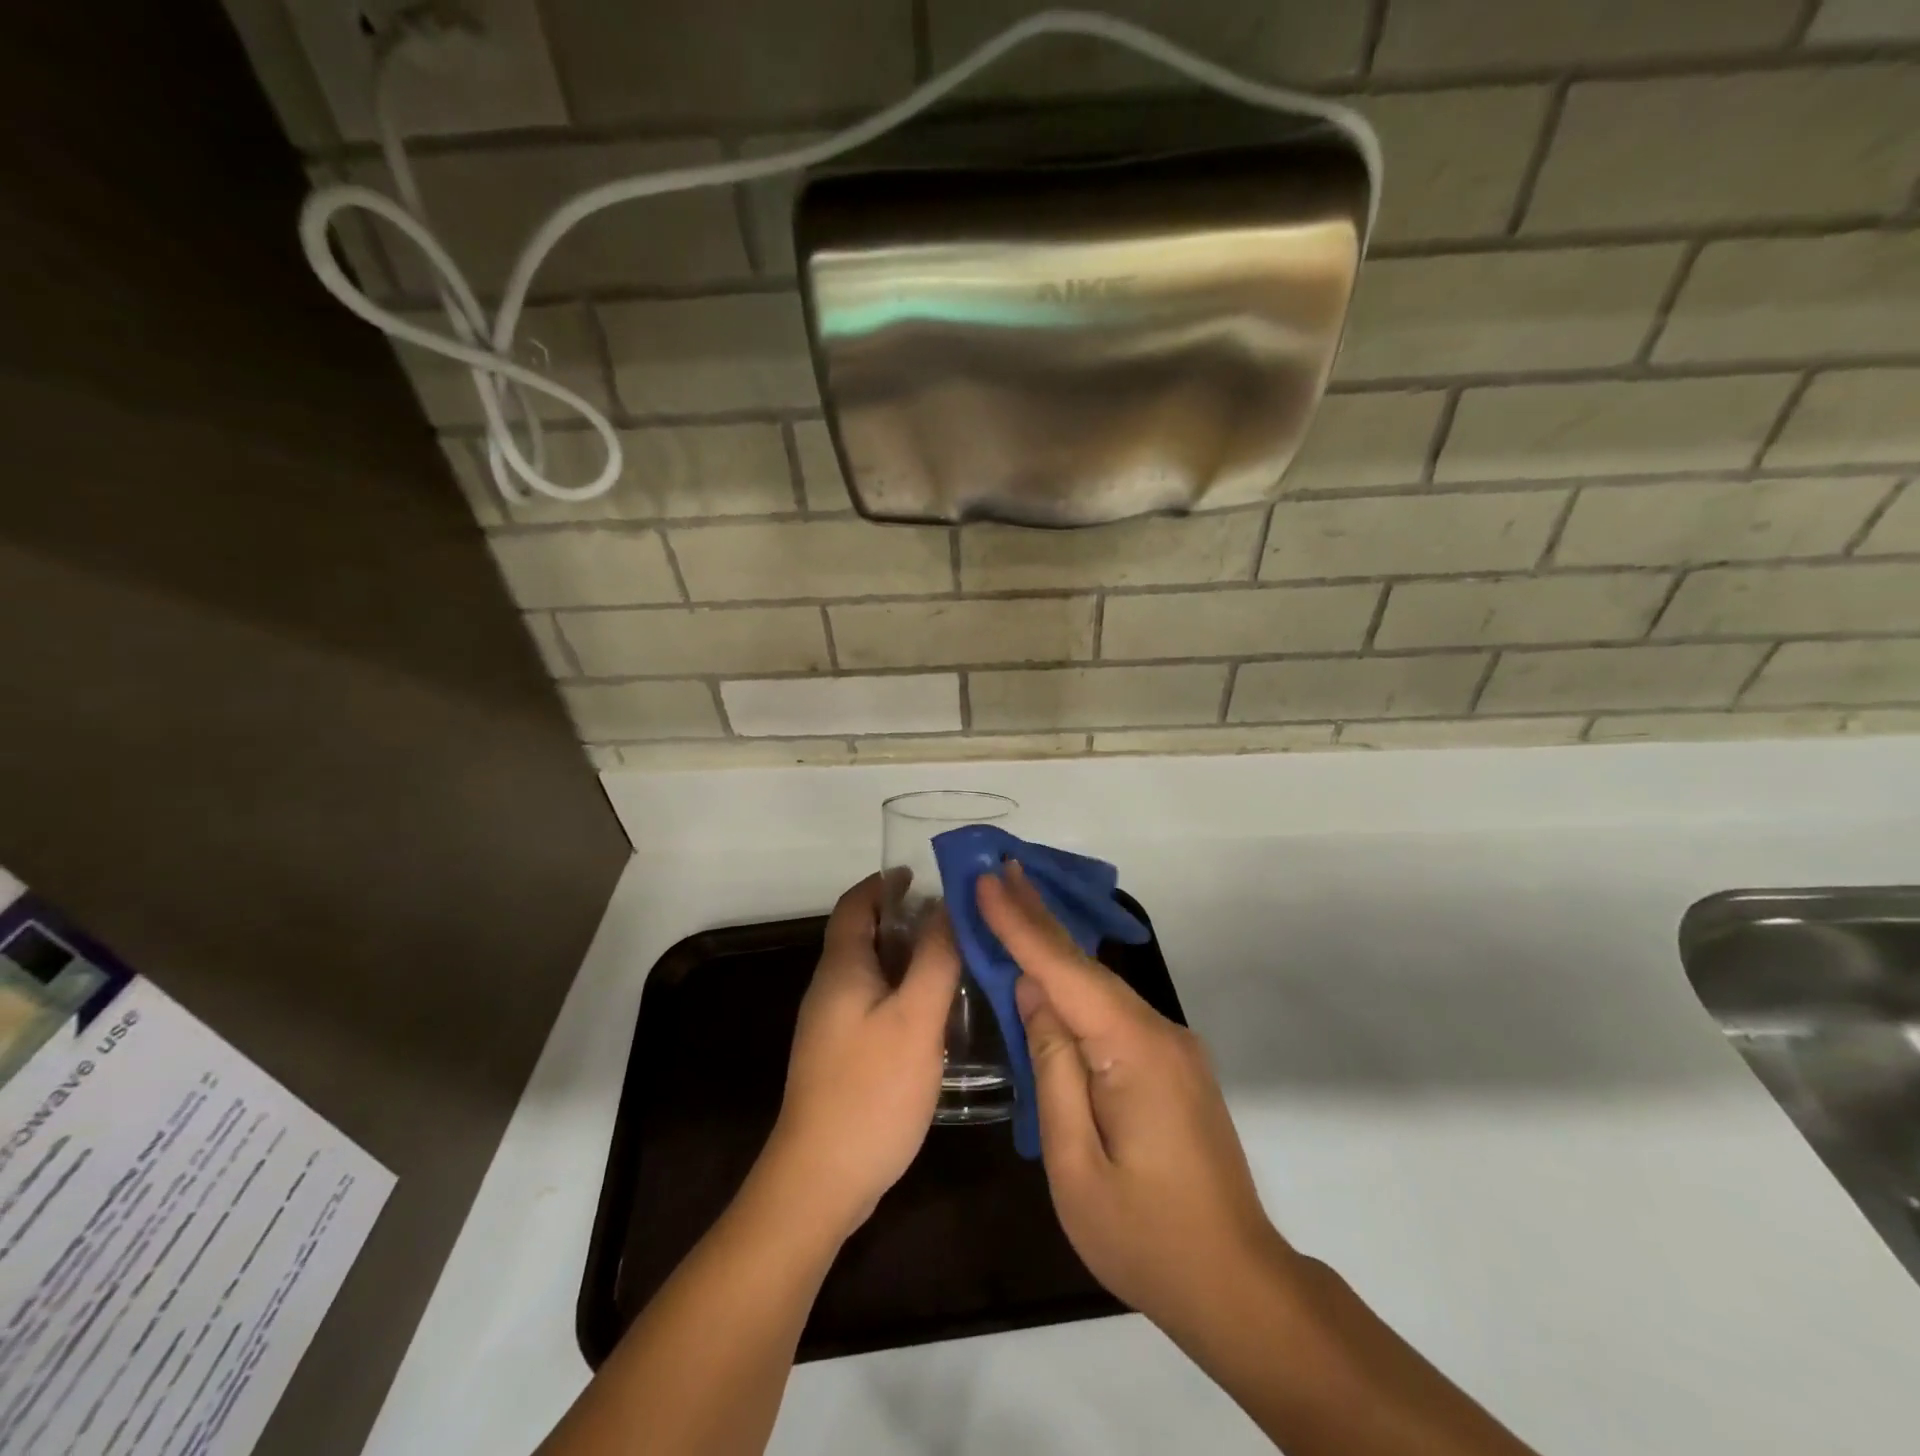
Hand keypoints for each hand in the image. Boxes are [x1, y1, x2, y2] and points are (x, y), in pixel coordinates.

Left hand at [766, 874, 959, 1238]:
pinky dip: (904, 991)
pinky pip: (876, 1004)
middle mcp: (830, 989)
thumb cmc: (871, 1090)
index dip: (884, 883)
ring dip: (908, 957)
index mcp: (841, 969)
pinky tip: (937, 1012)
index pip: (856, 904)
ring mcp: (833, 1026)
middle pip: (864, 936)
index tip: (922, 873)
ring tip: (956, 958)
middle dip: (904, 918)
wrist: (820, 1181)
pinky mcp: (842, 1056)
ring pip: (873, 972)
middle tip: (955, 918)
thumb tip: (946, 906)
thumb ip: (935, 958)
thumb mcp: (915, 1018)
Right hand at [978, 864, 1292, 1339]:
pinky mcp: (1171, 1061)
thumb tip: (1033, 994)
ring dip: (1054, 946)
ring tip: (1013, 903)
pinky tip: (1049, 971)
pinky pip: (1112, 1009)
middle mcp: (1158, 1032)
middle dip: (1038, 915)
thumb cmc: (1145, 1237)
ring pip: (1100, 985)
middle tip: (1001, 868)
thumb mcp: (1075, 1164)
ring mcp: (1171, 1045)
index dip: (1021, 925)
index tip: (988, 881)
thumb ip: (1053, 1068)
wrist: (1236, 1285)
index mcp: (1132, 1052)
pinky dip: (1074, 982)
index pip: (1064, 974)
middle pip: (1085, 966)